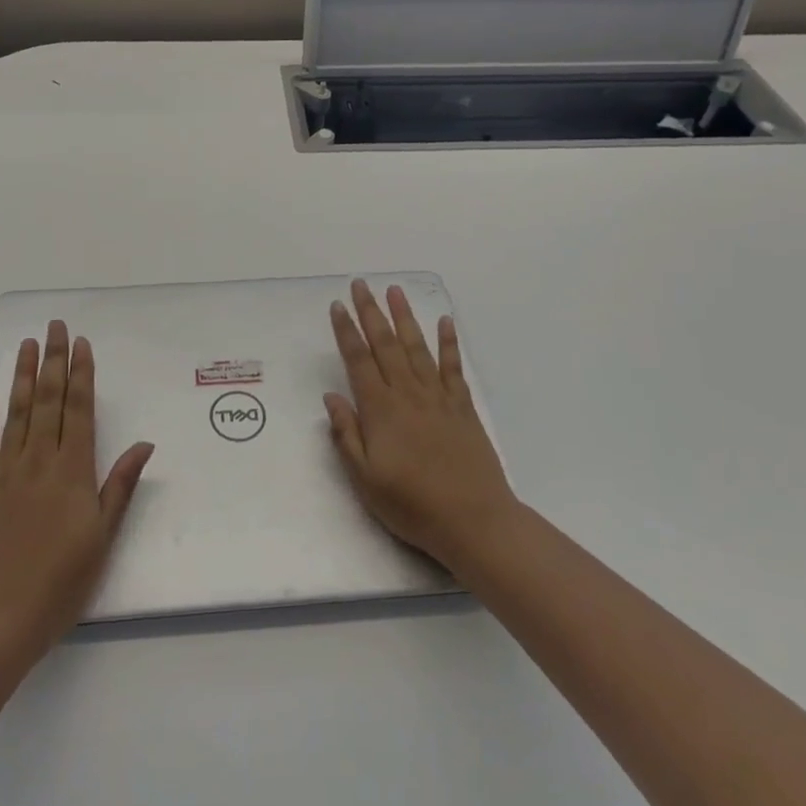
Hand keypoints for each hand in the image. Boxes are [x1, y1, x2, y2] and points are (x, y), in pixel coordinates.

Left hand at [0, 321, 153, 659]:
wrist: (1, 616)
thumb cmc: (62, 580)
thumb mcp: (103, 536)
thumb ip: (120, 486)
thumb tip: (144, 444)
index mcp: (72, 470)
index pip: (78, 409)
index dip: (80, 374)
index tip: (81, 344)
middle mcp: (39, 460)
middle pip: (48, 400)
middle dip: (53, 360)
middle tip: (55, 327)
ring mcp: (6, 471)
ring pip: (17, 412)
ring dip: (23, 376)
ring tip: (27, 344)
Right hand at [324, 281, 518, 569]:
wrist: (474, 521)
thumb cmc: (412, 505)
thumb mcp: (365, 479)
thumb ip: (346, 435)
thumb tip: (331, 397)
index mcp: (380, 410)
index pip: (358, 360)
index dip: (346, 331)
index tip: (337, 306)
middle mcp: (407, 394)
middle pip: (386, 344)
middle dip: (371, 312)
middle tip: (361, 284)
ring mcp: (438, 397)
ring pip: (417, 347)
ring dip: (405, 317)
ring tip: (395, 291)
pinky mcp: (462, 407)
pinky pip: (453, 367)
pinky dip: (449, 343)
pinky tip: (445, 322)